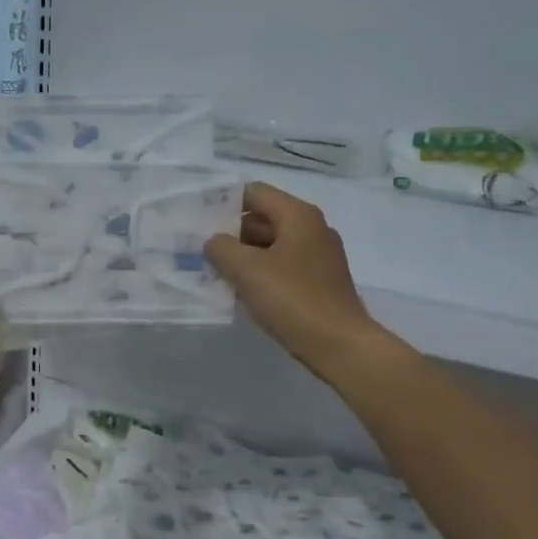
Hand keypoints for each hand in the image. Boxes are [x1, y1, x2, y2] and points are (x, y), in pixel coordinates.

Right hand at [205, 181, 381, 380]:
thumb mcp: (247, 270)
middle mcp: (312, 229)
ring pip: (271, 246)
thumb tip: (214, 242)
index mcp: (299, 216)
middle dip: (231, 234)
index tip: (198, 221)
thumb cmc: (293, 299)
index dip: (224, 202)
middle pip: (262, 218)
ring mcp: (318, 257)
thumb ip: (222, 248)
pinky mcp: (319, 282)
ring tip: (215, 273)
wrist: (340, 345)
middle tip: (201, 251)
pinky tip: (241, 293)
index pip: (254, 193)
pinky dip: (260, 274)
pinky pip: (282, 268)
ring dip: (243, 257)